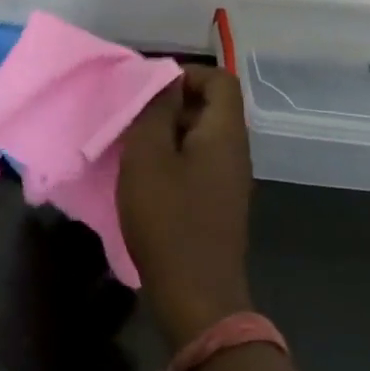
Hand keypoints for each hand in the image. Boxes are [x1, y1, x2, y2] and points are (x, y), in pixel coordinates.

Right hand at [117, 65, 254, 348]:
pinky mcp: (218, 204)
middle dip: (171, 103)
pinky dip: (173, 158)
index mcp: (225, 134)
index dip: (186, 74)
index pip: (220, 80)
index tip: (149, 89)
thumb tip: (165, 83)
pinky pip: (198, 163)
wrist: (196, 296)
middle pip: (211, 106)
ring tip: (133, 146)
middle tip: (133, 117)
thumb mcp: (148, 156)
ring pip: (201, 136)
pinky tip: (145, 177)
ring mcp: (230, 180)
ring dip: (168, 133)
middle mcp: (236, 152)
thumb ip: (155, 111)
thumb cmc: (168, 218)